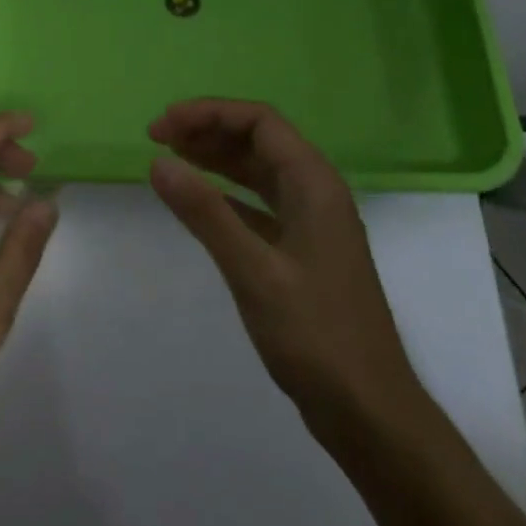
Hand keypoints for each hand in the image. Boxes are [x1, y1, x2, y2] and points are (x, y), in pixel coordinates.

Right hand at [148, 99, 431, 458]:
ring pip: (259, 171)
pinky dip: (226, 195)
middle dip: (208, 131)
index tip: (160, 128)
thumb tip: (158, 162)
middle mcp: (317, 194)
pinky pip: (259, 204)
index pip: (259, 122)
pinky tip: (198, 203)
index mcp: (315, 185)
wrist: (369, 411)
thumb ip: (205, 213)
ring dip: (216, 158)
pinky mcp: (303, 252)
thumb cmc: (316, 336)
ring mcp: (312, 224)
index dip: (207, 113)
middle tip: (156, 139)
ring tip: (170, 158)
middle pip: (259, 140)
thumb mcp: (253, 271)